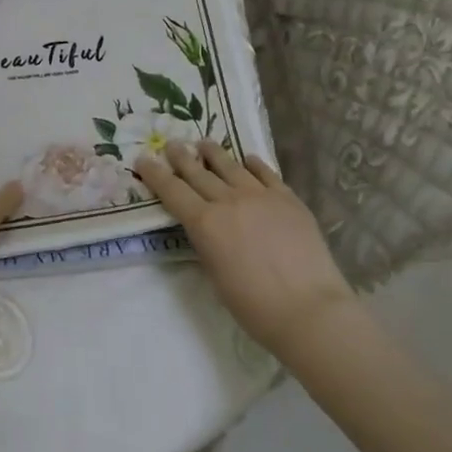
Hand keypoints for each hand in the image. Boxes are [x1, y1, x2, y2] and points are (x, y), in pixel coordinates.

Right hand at [134, 141, 355, 356]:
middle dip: (181, 157)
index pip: (172, 191)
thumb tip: (206, 229)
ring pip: (231, 167)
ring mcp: (261, 196)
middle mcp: (229, 201)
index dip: (155, 174)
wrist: (308, 308)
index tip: (143, 159)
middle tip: (171, 144)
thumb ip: (207, 244)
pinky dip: (253, 165)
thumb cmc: (253, 305)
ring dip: (214, 153)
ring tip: (204, 142)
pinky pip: (266, 174)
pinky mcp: (288, 199)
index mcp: (205, 224)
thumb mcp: (215, 275)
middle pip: (199, 173)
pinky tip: (248, 159)